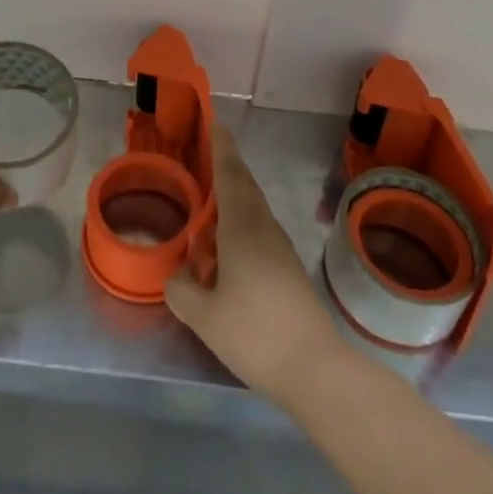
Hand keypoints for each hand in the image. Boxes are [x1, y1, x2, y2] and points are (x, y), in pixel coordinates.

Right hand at [165, 123, 344, 402]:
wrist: (316, 369)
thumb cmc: (256, 333)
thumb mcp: (204, 316)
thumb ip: (181, 290)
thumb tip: (176, 276)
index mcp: (242, 227)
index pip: (230, 174)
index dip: (221, 148)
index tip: (215, 124)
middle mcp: (263, 229)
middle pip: (244, 187)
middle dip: (226, 168)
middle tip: (204, 156)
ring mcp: (280, 250)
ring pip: (252, 211)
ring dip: (231, 200)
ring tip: (206, 204)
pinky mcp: (288, 271)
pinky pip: (257, 233)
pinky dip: (237, 227)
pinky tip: (223, 251)